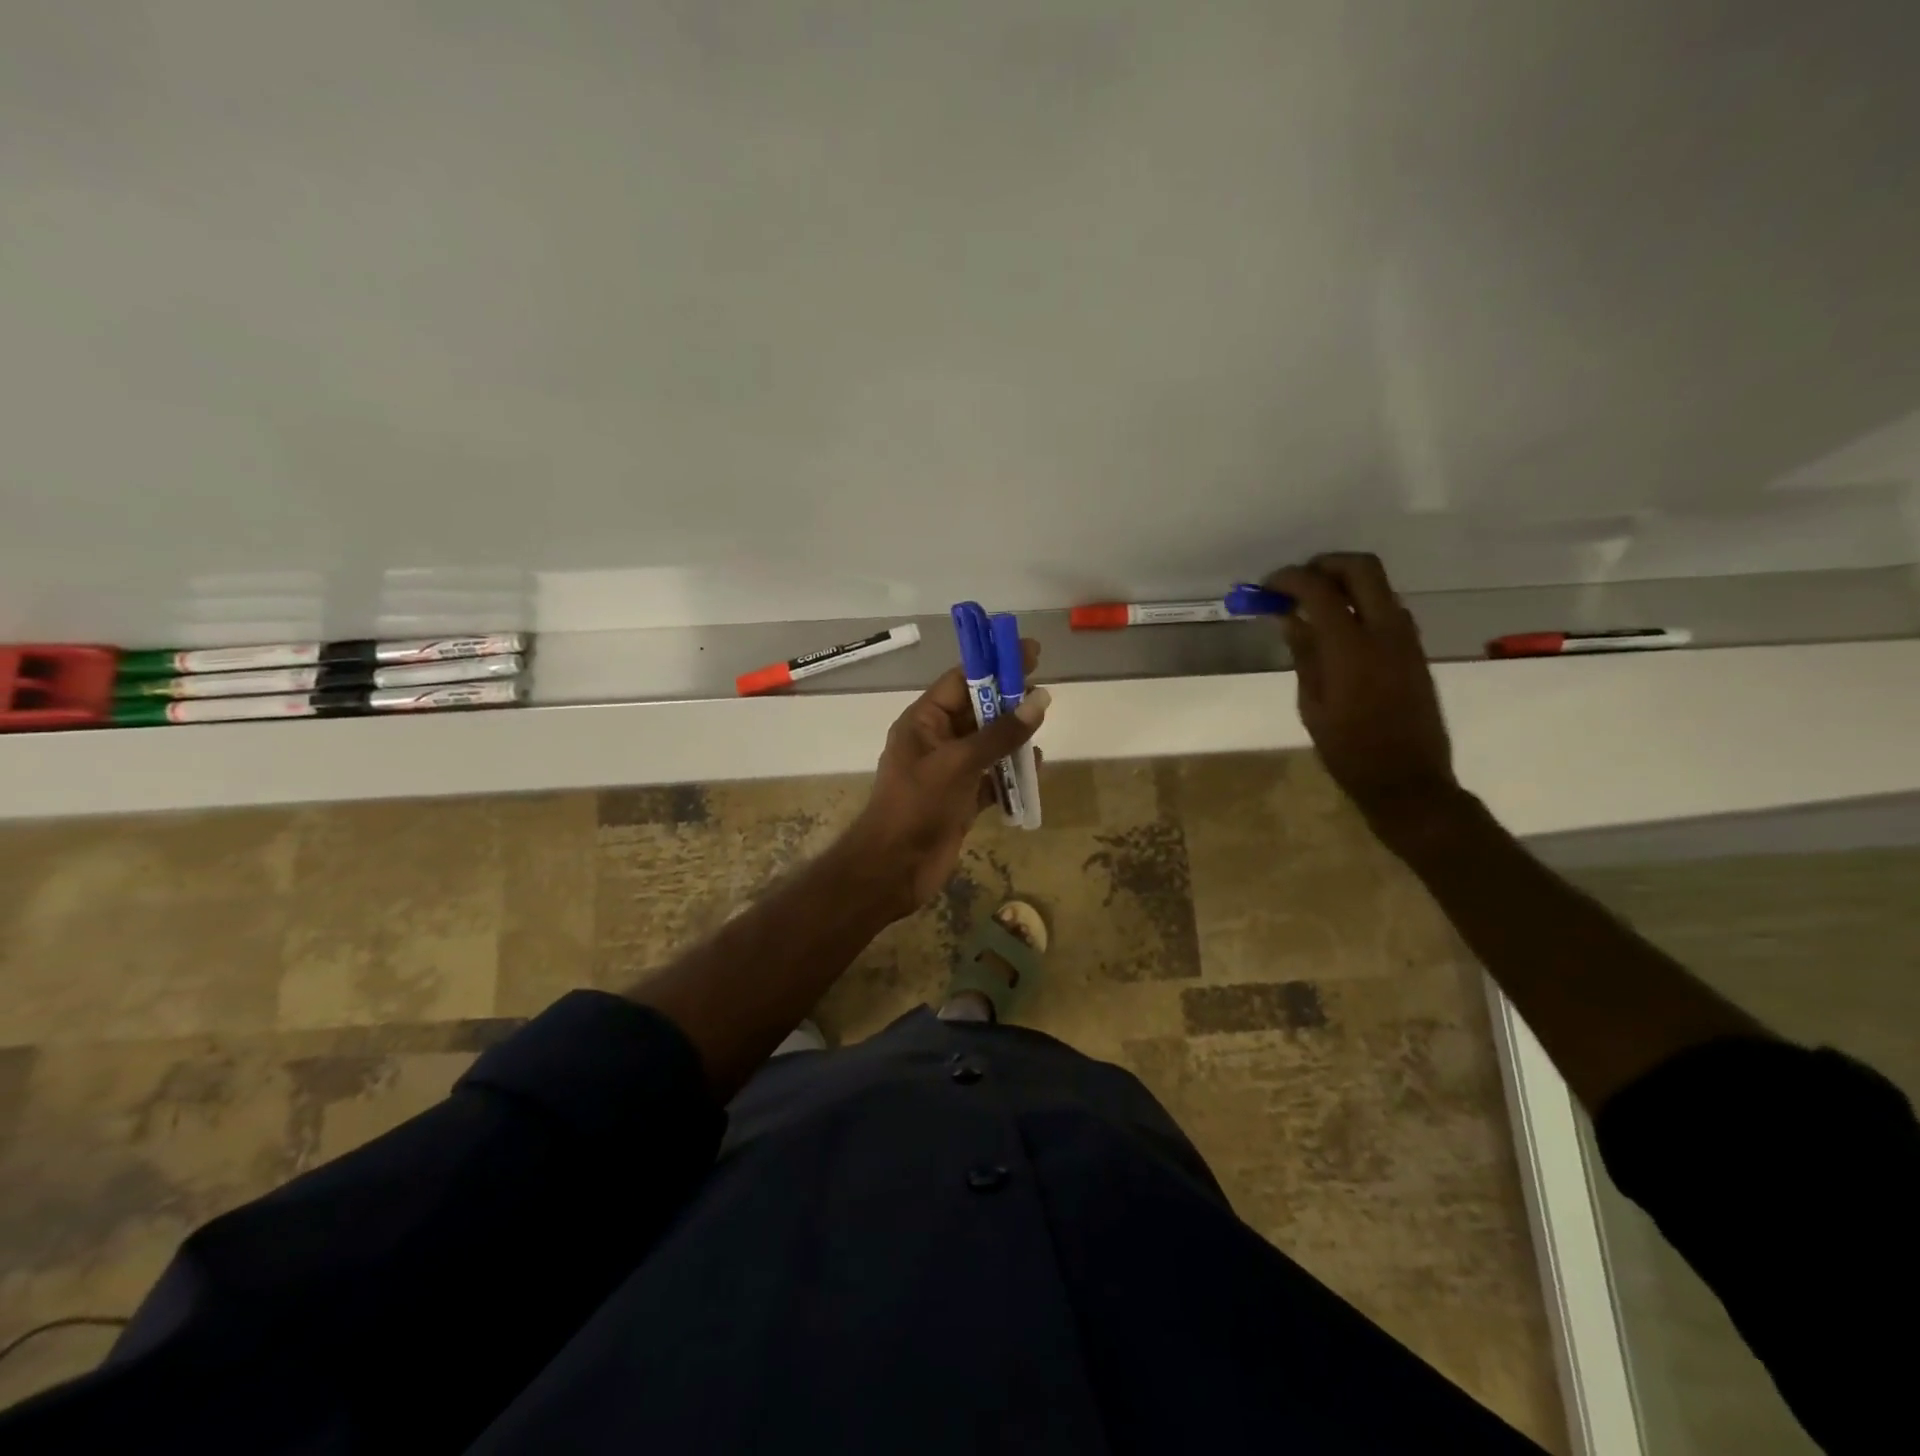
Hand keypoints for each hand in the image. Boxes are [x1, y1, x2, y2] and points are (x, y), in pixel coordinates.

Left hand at [842, 641, 1049, 917]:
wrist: (894, 868)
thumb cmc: (917, 806)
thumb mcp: (959, 763)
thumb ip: (1000, 733)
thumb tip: (1039, 699)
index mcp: (923, 721)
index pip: (961, 681)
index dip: (994, 665)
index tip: (1029, 653)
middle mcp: (936, 741)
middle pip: (978, 711)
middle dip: (1008, 702)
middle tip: (1044, 695)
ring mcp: (949, 771)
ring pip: (988, 744)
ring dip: (1013, 738)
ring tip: (1040, 732)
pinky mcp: (961, 799)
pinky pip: (992, 777)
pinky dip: (1010, 773)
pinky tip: (1032, 770)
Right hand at [1266, 554, 1456, 828]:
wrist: (1407, 779)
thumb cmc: (1348, 750)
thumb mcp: (1312, 703)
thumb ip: (1304, 653)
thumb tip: (1290, 617)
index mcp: (1351, 647)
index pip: (1319, 590)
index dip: (1289, 579)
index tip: (1266, 586)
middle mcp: (1385, 631)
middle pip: (1361, 568)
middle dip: (1324, 565)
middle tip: (1296, 582)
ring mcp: (1406, 638)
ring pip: (1378, 585)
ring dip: (1344, 582)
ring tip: (1310, 605)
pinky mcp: (1415, 650)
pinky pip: (1387, 608)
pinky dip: (1360, 603)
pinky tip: (1336, 628)